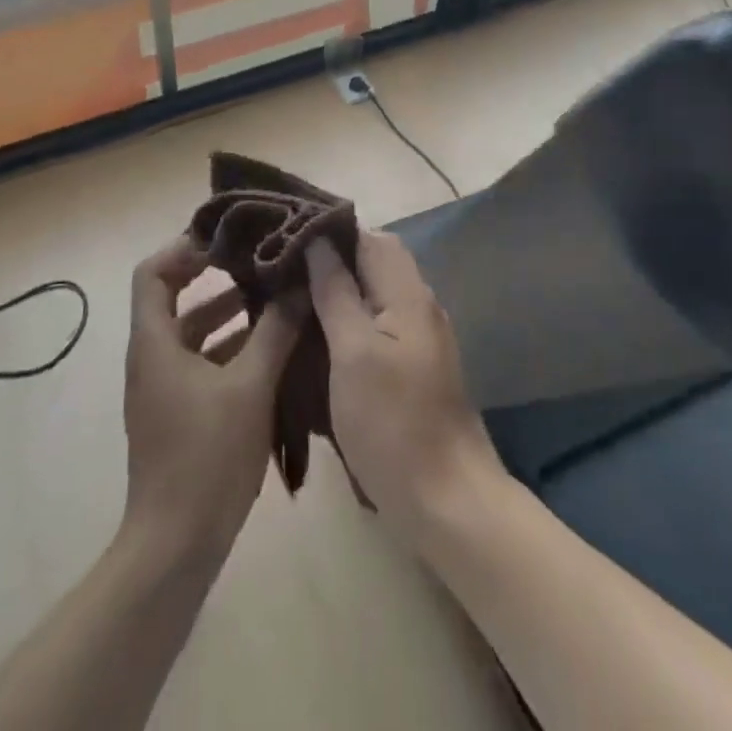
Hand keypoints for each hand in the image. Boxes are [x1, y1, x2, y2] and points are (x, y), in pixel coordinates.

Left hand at [122, 238, 302, 567]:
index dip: (183, 249)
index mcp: (154, 342)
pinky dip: (231, 350)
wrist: (176, 546)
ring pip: (193, 335)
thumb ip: (275, 332)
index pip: (152, 273)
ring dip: (229, 316)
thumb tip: (299, 285)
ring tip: (275, 301)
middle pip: (174, 300)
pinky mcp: (178, 413)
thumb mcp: (249, 386)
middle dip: (216, 279)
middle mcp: (152, 358)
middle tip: (259, 263)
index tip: (225, 241)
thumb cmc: (206, 456)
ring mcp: (163, 388)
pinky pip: (202, 364)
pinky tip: (272, 351)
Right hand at [307, 232, 503, 544]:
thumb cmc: (393, 423)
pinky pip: (378, 321)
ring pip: (374, 292)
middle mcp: (418, 304)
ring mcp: (419, 336)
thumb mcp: (354, 352)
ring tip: (292, 296)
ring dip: (338, 288)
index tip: (285, 235)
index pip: (368, 236)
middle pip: (373, 261)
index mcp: (406, 293)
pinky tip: (319, 335)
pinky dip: (349, 317)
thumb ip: (336, 291)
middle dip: (330, 259)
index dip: (329, 230)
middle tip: (283, 269)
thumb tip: (318, 241)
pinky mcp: (413, 365)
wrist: (447, 501)